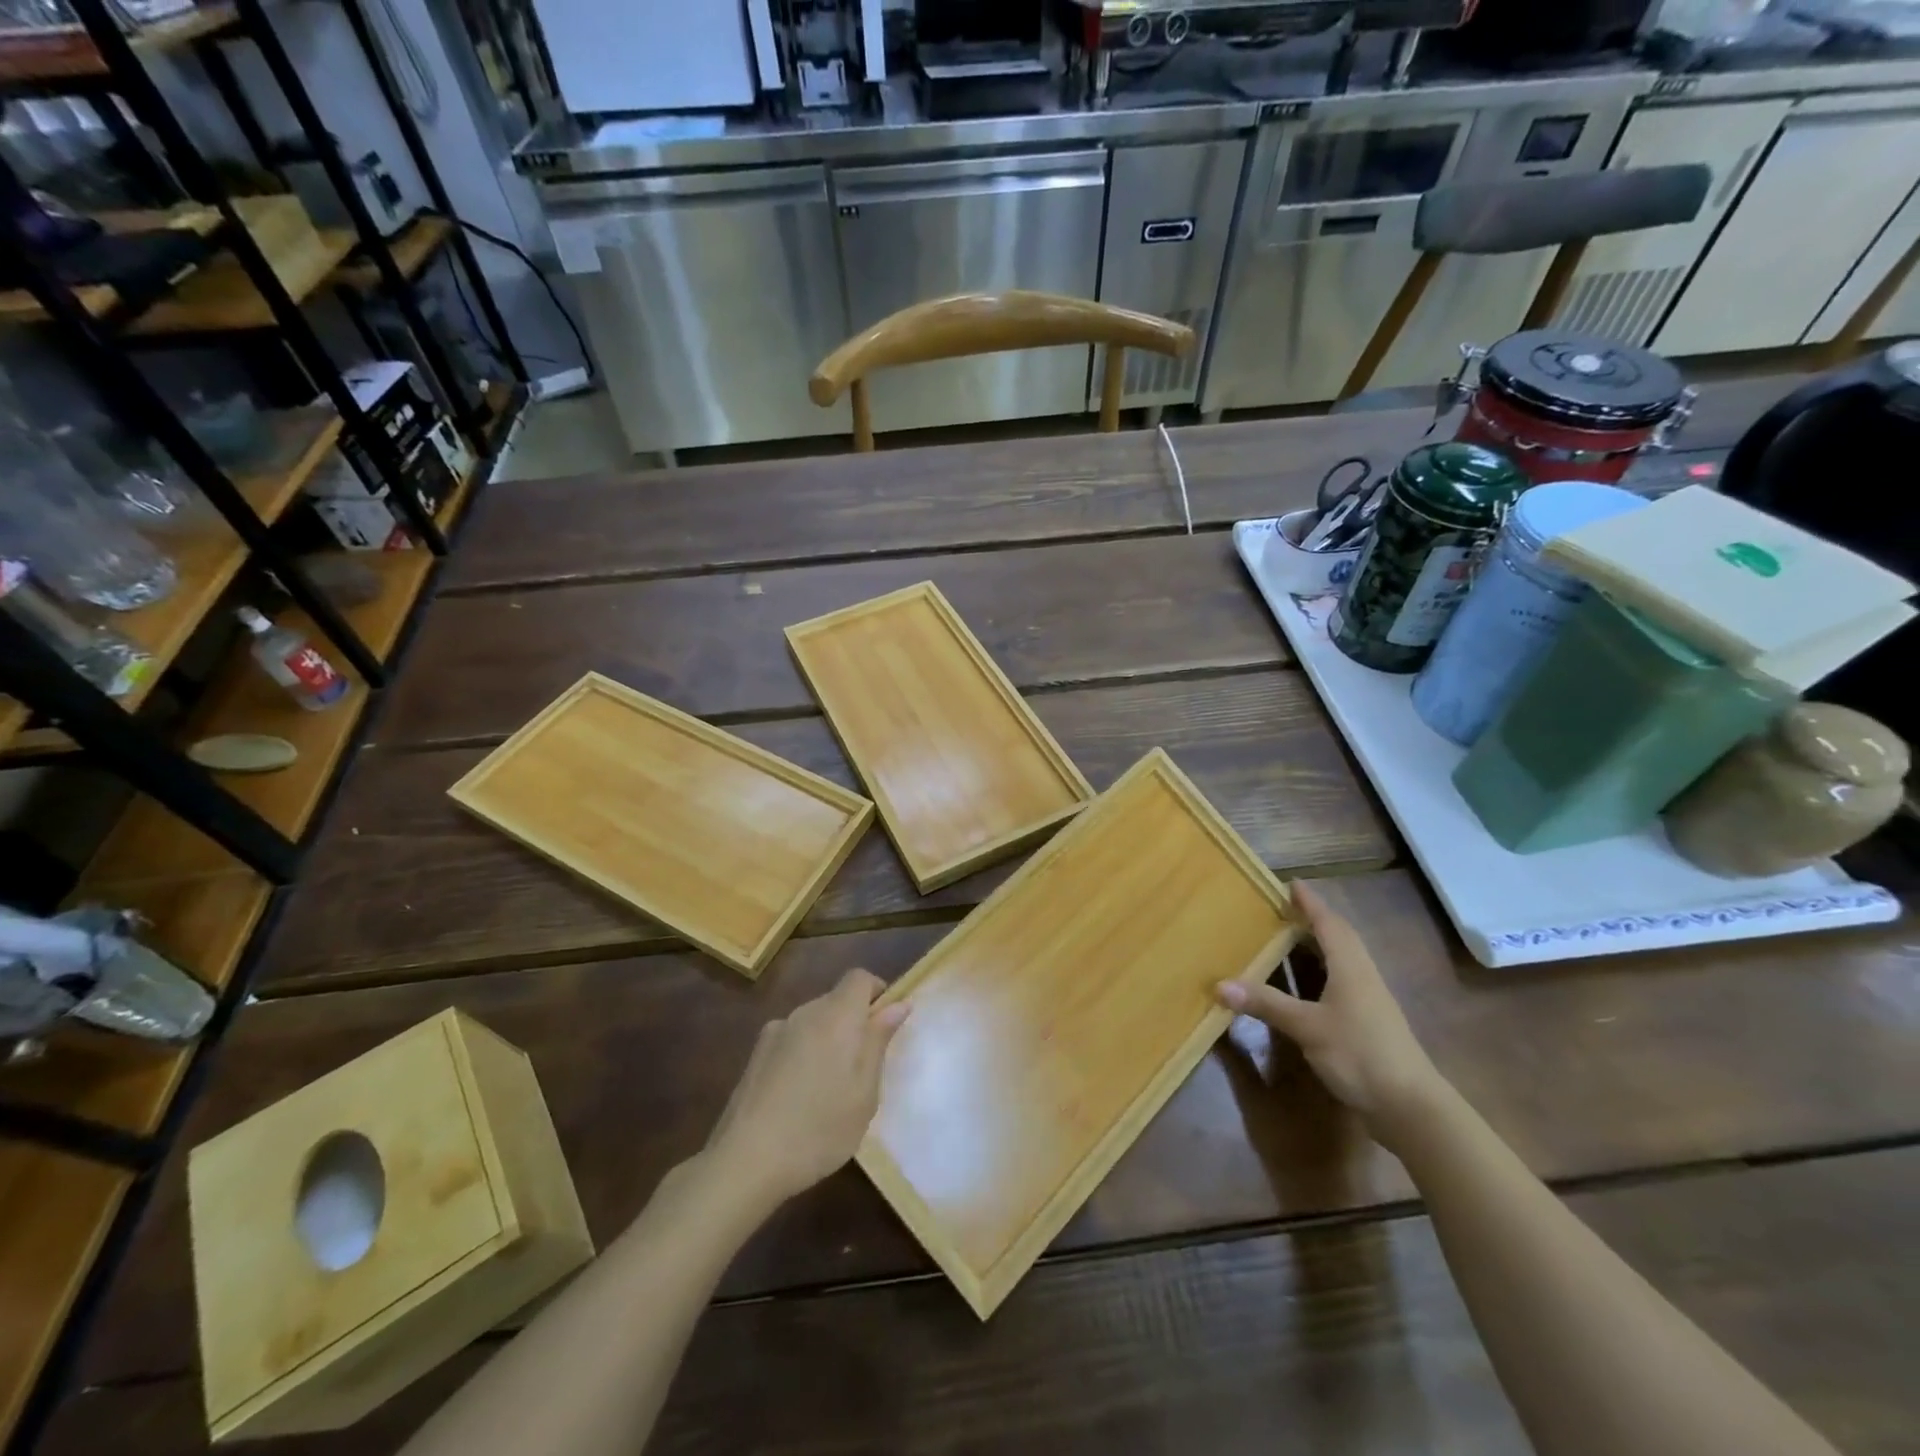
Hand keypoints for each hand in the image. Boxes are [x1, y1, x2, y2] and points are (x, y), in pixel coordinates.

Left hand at [705, 969, 908, 1211]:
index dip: (877, 992)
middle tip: (863, 1069)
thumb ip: (879, 1041)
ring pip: (813, 1022)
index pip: (859, 977)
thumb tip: (898, 1004)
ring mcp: (775, 1032)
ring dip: (827, 1040)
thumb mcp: (864, 1091)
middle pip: (836, 999)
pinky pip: (791, 1040)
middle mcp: (804, 1013)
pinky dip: (803, 1055)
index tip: (885, 1026)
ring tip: (829, 1089)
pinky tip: (798, 1097)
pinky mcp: (755, 1054)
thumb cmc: (820, 1127)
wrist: (745, 1160)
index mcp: (836, 1016)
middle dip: (854, 1022)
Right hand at [1215, 882, 1442, 1130]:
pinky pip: (1341, 982)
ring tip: (1290, 937)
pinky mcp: (1368, 1023)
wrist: (1411, 1107)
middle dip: (1314, 919)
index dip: (1310, 903)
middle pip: (1339, 938)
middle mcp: (1362, 976)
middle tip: (1284, 907)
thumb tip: (1220, 984)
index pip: (1329, 924)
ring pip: (1342, 961)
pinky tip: (1306, 984)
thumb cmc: (1360, 1053)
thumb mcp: (1307, 1026)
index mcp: (1350, 967)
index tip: (1292, 883)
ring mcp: (1368, 1001)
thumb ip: (1266, 1004)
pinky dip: (1321, 972)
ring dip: (1319, 945)